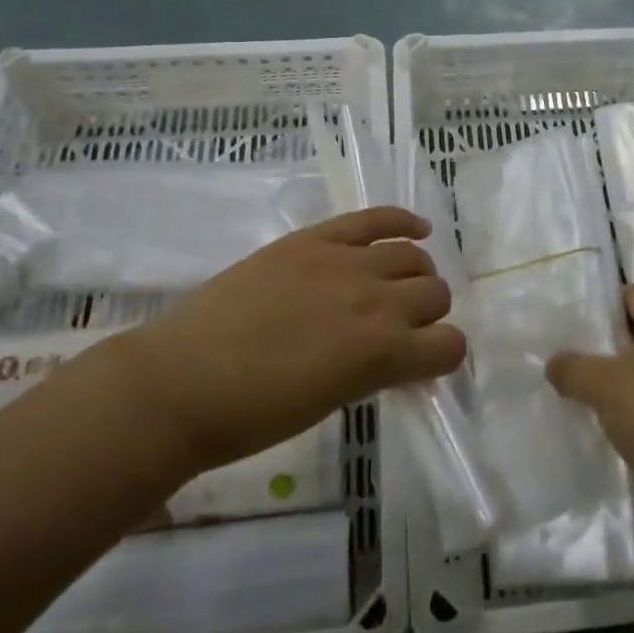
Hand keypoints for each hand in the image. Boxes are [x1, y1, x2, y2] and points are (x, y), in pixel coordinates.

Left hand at [123, 208, 465, 475]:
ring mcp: (346, 261)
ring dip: (416, 274)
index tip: (424, 362)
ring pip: (413, 256)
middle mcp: (377, 300)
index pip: (450, 346)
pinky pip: (375, 218)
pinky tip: (415, 229)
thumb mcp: (333, 400)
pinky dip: (403, 221)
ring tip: (397, 286)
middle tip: (401, 327)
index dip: (443, 355)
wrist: (183, 382)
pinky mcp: (316, 238)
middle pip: (436, 294)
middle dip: (428, 314)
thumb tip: (396, 353)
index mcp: (383, 354)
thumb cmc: (255, 414)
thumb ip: (376, 369)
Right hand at [547, 285, 633, 525]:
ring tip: (579, 390)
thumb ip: (572, 367)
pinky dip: (629, 406)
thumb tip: (554, 363)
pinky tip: (604, 422)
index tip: (575, 323)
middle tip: (569, 355)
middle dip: (604, 341)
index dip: (606, 302)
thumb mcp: (603, 384)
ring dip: (614, 377)